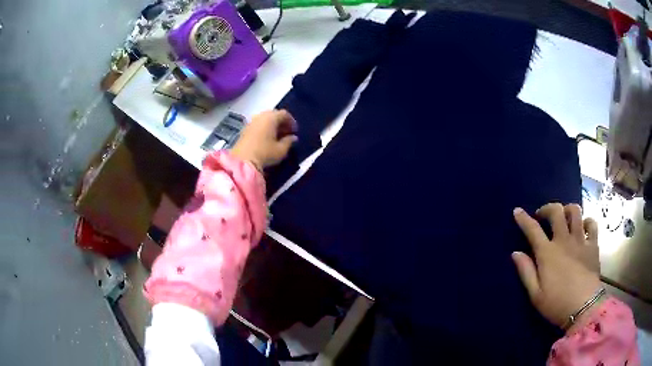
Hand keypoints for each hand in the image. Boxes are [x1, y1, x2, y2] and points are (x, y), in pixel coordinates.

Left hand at [230, 110, 297, 169]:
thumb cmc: (265, 153)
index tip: (295, 131)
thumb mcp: (281, 150)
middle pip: (274, 114)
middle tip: (286, 132)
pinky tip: (267, 138)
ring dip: (272, 125)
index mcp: (271, 118)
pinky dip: (264, 128)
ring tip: (277, 136)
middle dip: (281, 122)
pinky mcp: (245, 129)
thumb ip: (289, 141)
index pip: (284, 114)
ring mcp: (251, 122)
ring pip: (265, 119)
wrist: (243, 161)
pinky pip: (258, 124)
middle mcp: (260, 116)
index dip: (291, 121)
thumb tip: (293, 137)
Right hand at [512, 203, 601, 332]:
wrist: (584, 307)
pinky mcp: (593, 245)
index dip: (523, 219)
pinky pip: (592, 224)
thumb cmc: (557, 304)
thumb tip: (516, 253)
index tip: (517, 211)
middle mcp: (564, 240)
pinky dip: (586, 222)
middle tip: (543, 216)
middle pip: (556, 212)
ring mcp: (581, 240)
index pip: (533, 230)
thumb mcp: (536, 295)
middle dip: (548, 208)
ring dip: (567, 210)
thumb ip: (526, 272)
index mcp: (548, 253)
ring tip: (564, 218)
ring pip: (575, 212)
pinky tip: (583, 228)